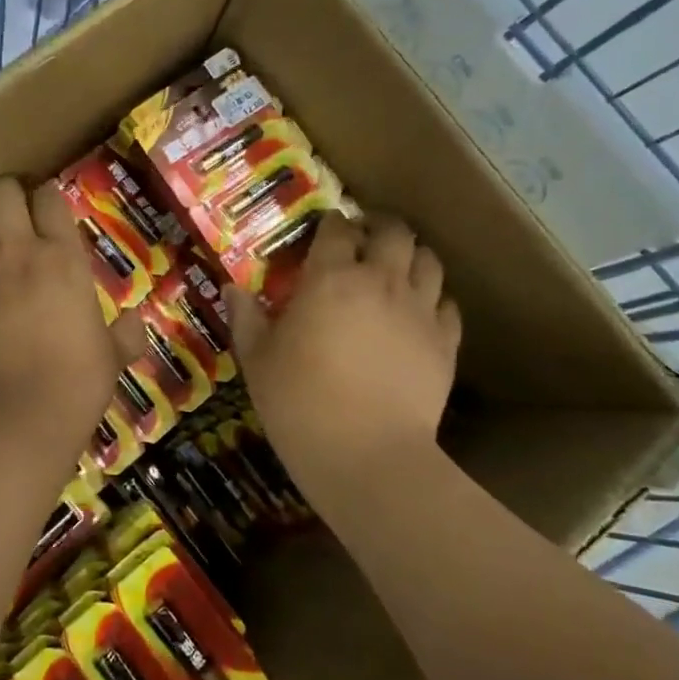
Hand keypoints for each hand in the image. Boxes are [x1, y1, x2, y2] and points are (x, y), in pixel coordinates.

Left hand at [0, 178, 145, 461]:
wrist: (21, 416)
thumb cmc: (78, 382)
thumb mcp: (113, 356)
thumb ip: (126, 334)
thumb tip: (137, 324)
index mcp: (65, 259)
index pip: (49, 199)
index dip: (46, 198)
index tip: (47, 209)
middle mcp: (19, 253)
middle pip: (1, 191)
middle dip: (5, 194)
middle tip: (10, 212)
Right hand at [226, 214, 460, 488]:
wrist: (368, 455)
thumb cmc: (300, 403)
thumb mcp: (258, 360)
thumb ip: (246, 318)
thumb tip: (232, 288)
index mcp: (331, 278)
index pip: (336, 229)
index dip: (330, 225)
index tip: (323, 231)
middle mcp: (380, 280)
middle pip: (393, 231)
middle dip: (379, 226)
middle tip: (364, 239)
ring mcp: (419, 310)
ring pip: (428, 260)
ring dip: (410, 256)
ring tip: (396, 269)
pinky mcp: (445, 341)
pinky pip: (447, 303)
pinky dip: (434, 299)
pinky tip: (419, 313)